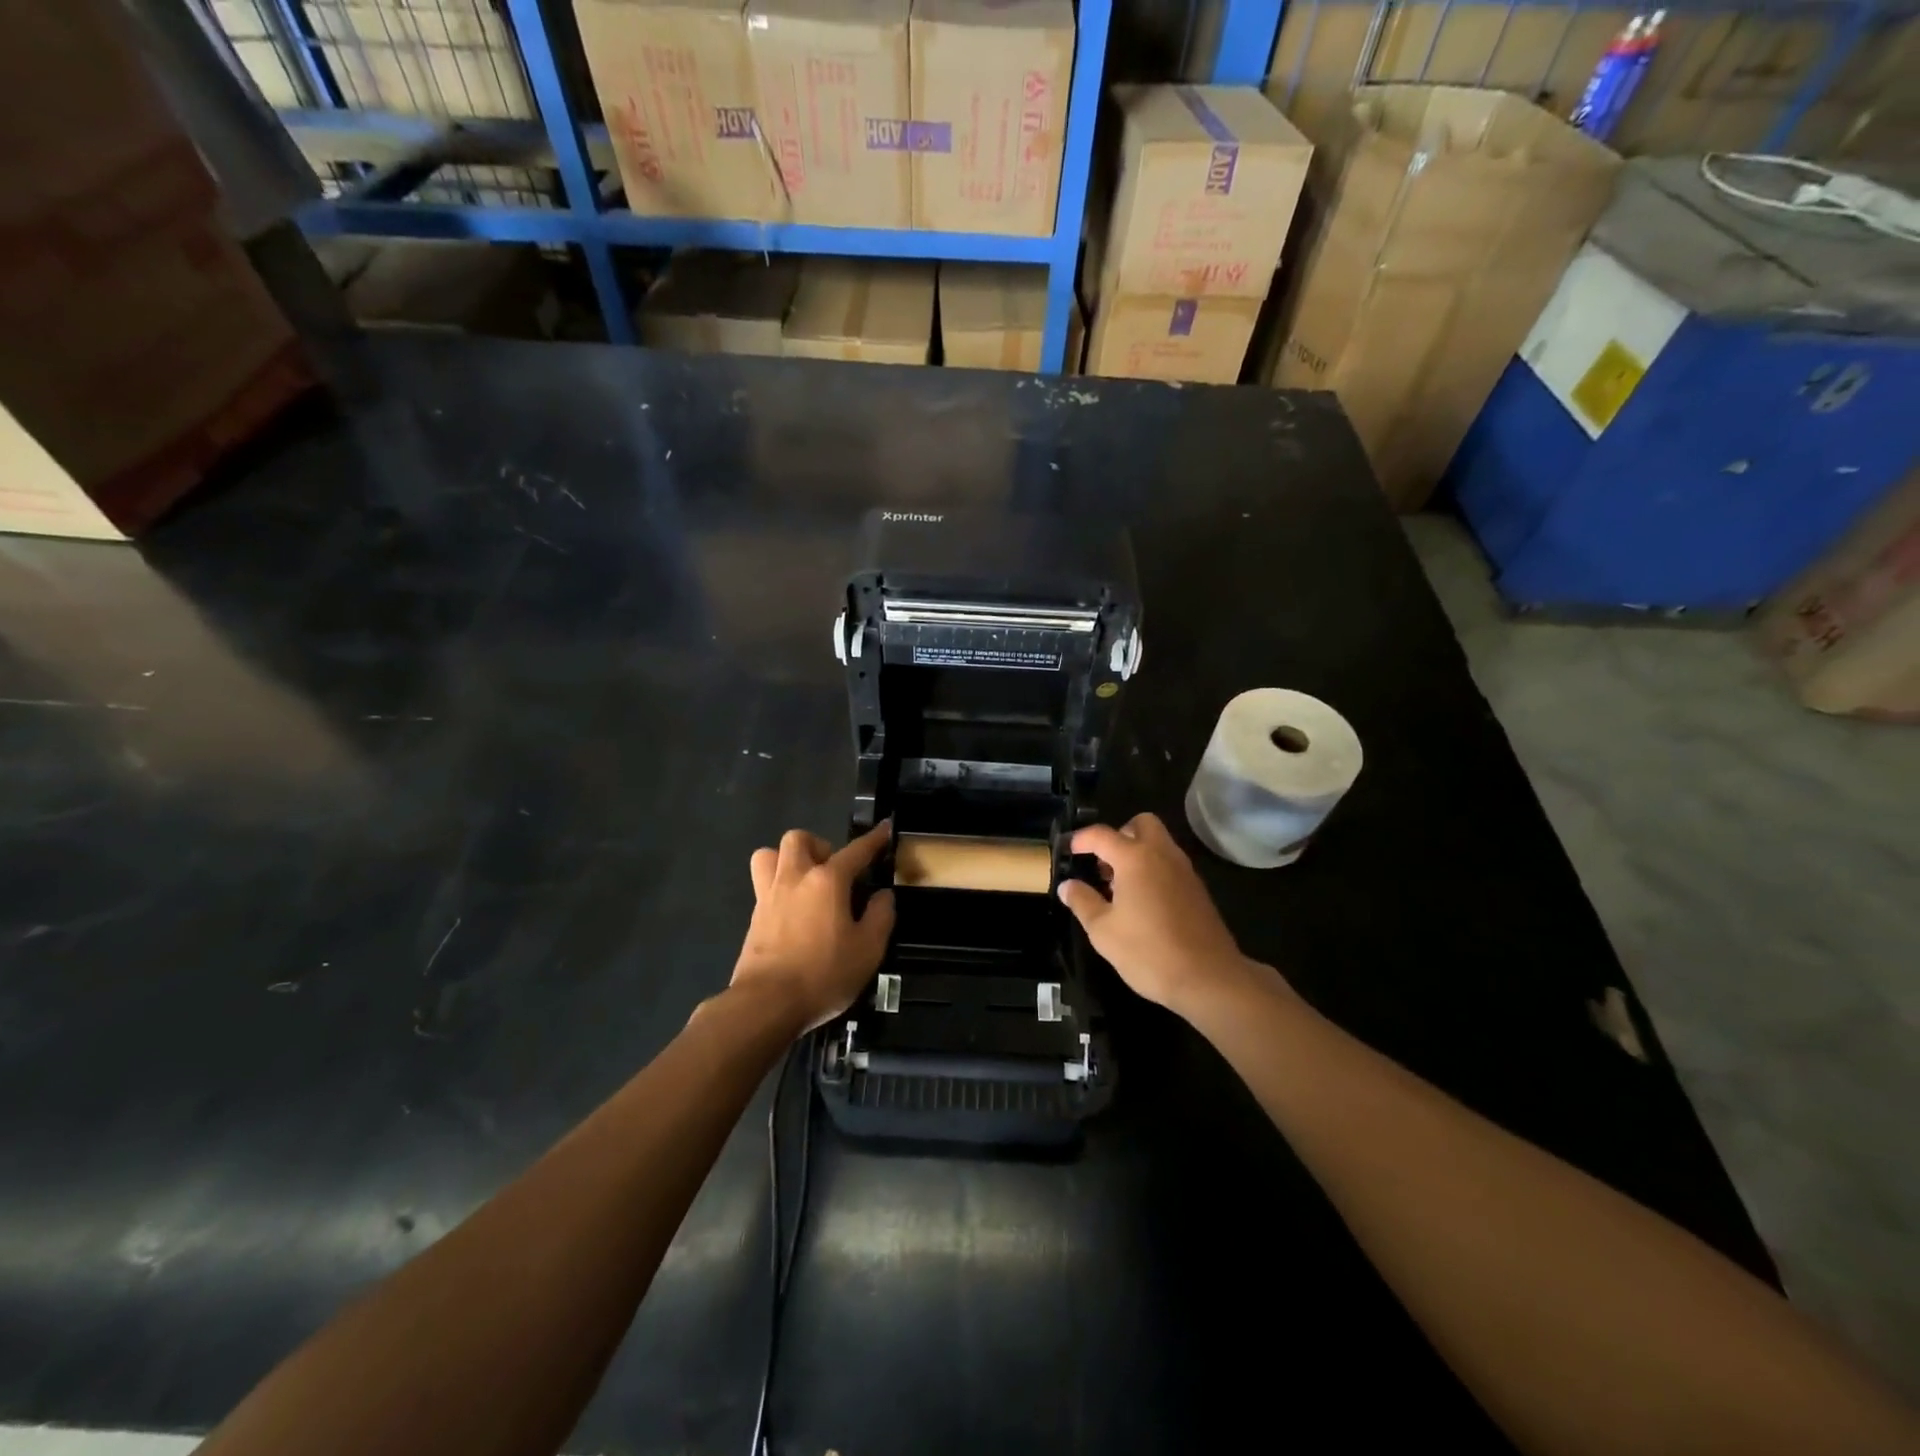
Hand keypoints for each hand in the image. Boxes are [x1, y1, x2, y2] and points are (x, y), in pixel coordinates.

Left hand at [731, 822, 895, 1032]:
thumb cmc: (823, 974)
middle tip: (834, 871)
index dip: (874, 839)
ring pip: (770, 855)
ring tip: (806, 883)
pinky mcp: (754, 918)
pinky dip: (779, 888)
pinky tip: (794, 912)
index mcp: (827, 881)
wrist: (766, 1004)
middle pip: (799, 839)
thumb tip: (882, 896)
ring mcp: (769, 896)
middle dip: (819, 846)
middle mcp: (795, 878)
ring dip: (788, 860)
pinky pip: (764, 886)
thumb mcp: (868, 949)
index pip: (856, 851)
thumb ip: (881, 916)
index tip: (884, 829)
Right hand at [1058, 813, 1260, 1015]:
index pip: (1102, 834)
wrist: (1208, 978)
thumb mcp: (1103, 931)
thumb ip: (1083, 902)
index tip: (1068, 850)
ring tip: (1119, 886)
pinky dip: (1153, 869)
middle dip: (1119, 835)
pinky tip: (1143, 902)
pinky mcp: (1197, 889)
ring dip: (1137, 852)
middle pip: (1141, 824)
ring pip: (1159, 843)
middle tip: (1103, 863)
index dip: (1081, 839)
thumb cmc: (1148, 952)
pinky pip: (1170, 863)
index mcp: (1135, 858)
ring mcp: (1184, 870)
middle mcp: (1162, 854)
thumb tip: (1068, 885)